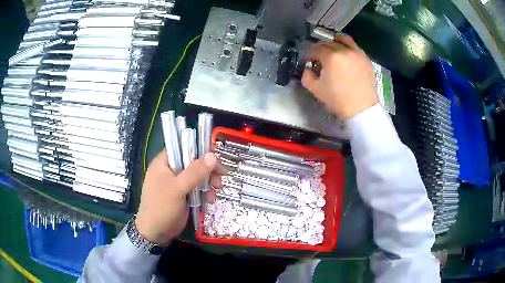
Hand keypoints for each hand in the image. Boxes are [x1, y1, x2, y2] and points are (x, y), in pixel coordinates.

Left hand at [135, 150, 224, 245]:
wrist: (156, 232)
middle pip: (193, 162)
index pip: (183, 147)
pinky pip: (197, 189)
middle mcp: (171, 170)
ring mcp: (177, 183)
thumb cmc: (161, 207)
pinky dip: (205, 193)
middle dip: (208, 169)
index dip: (199, 149)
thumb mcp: (178, 188)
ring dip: (209, 182)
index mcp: (164, 163)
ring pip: (197, 176)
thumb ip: (195, 172)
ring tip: (217, 189)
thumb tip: (213, 155)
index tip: (215, 157)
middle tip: (222, 175)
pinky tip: (210, 200)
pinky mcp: (183, 195)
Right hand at [302, 35, 377, 118]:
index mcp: (331, 57)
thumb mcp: (316, 89)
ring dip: (335, 42)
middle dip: (321, 49)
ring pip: (344, 39)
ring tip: (333, 50)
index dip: (309, 54)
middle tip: (319, 58)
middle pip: (328, 43)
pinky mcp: (366, 58)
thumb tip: (307, 68)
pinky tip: (346, 56)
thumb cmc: (338, 100)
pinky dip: (348, 47)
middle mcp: (344, 50)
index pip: (315, 49)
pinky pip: (355, 47)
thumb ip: (306, 75)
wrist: (361, 109)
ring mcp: (357, 53)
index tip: (308, 60)